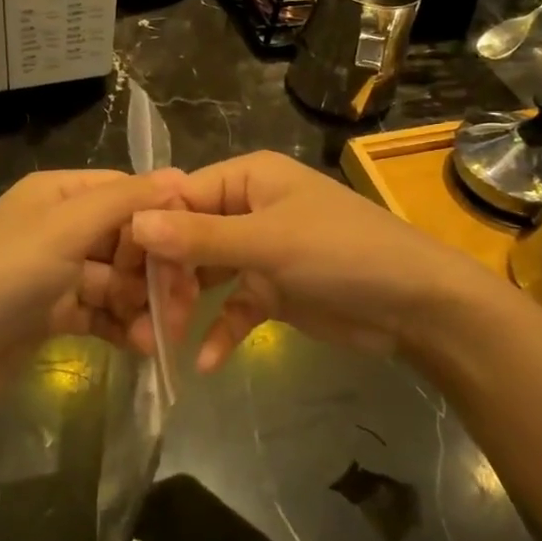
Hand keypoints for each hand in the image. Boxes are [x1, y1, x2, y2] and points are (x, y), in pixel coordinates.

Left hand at [0, 168, 185, 411]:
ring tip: (157, 337)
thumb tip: (179, 176)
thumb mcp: (65, 229)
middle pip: (126, 239)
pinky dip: (122, 326)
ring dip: (141, 306)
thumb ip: (124, 201)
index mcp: (59, 193)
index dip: (161, 219)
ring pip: (118, 280)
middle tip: (180, 306)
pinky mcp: (54, 312)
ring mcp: (57, 271)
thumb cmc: (6, 276)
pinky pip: (101, 311)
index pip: (126, 193)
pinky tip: (140, 347)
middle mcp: (59, 226)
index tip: (194, 251)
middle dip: (154, 272)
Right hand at [129, 151, 507, 370]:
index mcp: (249, 179)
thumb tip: (135, 223)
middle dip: (170, 274)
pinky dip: (221, 330)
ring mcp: (261, 251)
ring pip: (207, 274)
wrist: (418, 307)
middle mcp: (249, 208)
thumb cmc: (342, 254)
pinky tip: (204, 361)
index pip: (182, 196)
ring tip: (166, 336)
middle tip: (149, 311)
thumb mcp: (269, 242)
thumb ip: (201, 236)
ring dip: (188, 304)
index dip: (151, 229)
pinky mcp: (273, 290)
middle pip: (189, 236)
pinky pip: (234, 306)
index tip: (123, 267)